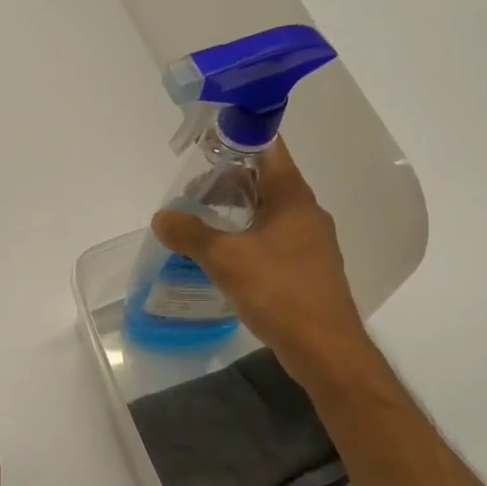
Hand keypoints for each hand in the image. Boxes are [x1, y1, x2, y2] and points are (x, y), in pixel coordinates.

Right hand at [152, 143, 375, 389]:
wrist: (324, 347)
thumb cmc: (279, 292)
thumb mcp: (225, 259)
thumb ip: (190, 233)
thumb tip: (162, 217)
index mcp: (292, 197)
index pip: (268, 148)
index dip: (237, 138)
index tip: (205, 145)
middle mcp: (306, 212)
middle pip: (264, 180)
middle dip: (227, 181)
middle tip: (191, 194)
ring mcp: (310, 241)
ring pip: (268, 211)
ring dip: (236, 211)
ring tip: (202, 224)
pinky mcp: (307, 267)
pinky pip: (273, 238)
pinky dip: (247, 237)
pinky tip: (226, 256)